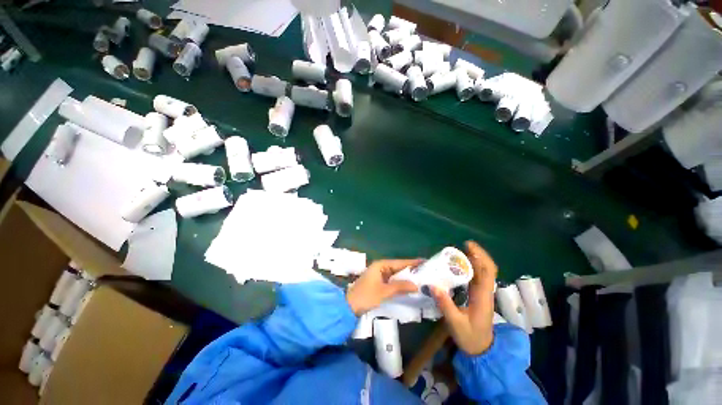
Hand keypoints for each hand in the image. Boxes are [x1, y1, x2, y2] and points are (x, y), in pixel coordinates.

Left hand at [346, 259, 422, 314]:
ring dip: (406, 277)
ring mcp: (379, 275)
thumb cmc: (366, 296)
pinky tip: (408, 286)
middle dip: (410, 270)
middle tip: (426, 271)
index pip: (399, 262)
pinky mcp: (379, 283)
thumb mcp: (384, 291)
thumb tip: (416, 285)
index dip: (412, 262)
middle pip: (398, 267)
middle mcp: (380, 267)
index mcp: (381, 265)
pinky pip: (392, 280)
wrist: (349, 306)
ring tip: (421, 278)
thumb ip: (400, 287)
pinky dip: (400, 283)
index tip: (425, 261)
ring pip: (395, 274)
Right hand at [430, 241, 497, 355]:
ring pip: (482, 271)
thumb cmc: (470, 337)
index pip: (487, 272)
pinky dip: (470, 267)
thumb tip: (434, 286)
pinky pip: (476, 277)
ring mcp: (482, 293)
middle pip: (487, 268)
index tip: (468, 245)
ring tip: (458, 251)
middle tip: (463, 245)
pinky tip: (458, 265)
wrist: (481, 350)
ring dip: (474, 259)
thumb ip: (445, 305)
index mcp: (483, 297)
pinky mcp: (477, 295)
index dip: (480, 256)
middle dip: (478, 254)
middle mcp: (485, 292)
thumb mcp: (456, 324)